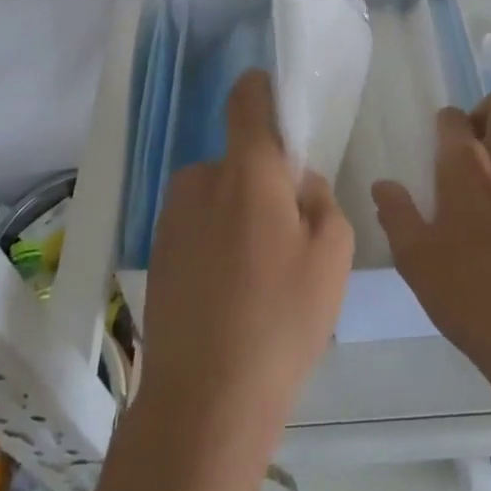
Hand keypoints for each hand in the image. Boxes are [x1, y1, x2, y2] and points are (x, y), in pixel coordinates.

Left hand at [135, 69, 352, 447]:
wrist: (206, 401)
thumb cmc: (282, 319)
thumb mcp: (333, 253)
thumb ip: (320, 198)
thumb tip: (297, 180)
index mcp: (246, 171)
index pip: (247, 101)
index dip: (262, 89)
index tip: (276, 97)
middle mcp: (200, 181)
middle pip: (238, 158)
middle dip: (262, 178)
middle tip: (287, 230)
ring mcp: (172, 218)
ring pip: (217, 194)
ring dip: (238, 212)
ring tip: (259, 273)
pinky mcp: (158, 253)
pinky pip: (198, 225)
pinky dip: (217, 241)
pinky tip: (231, 293)